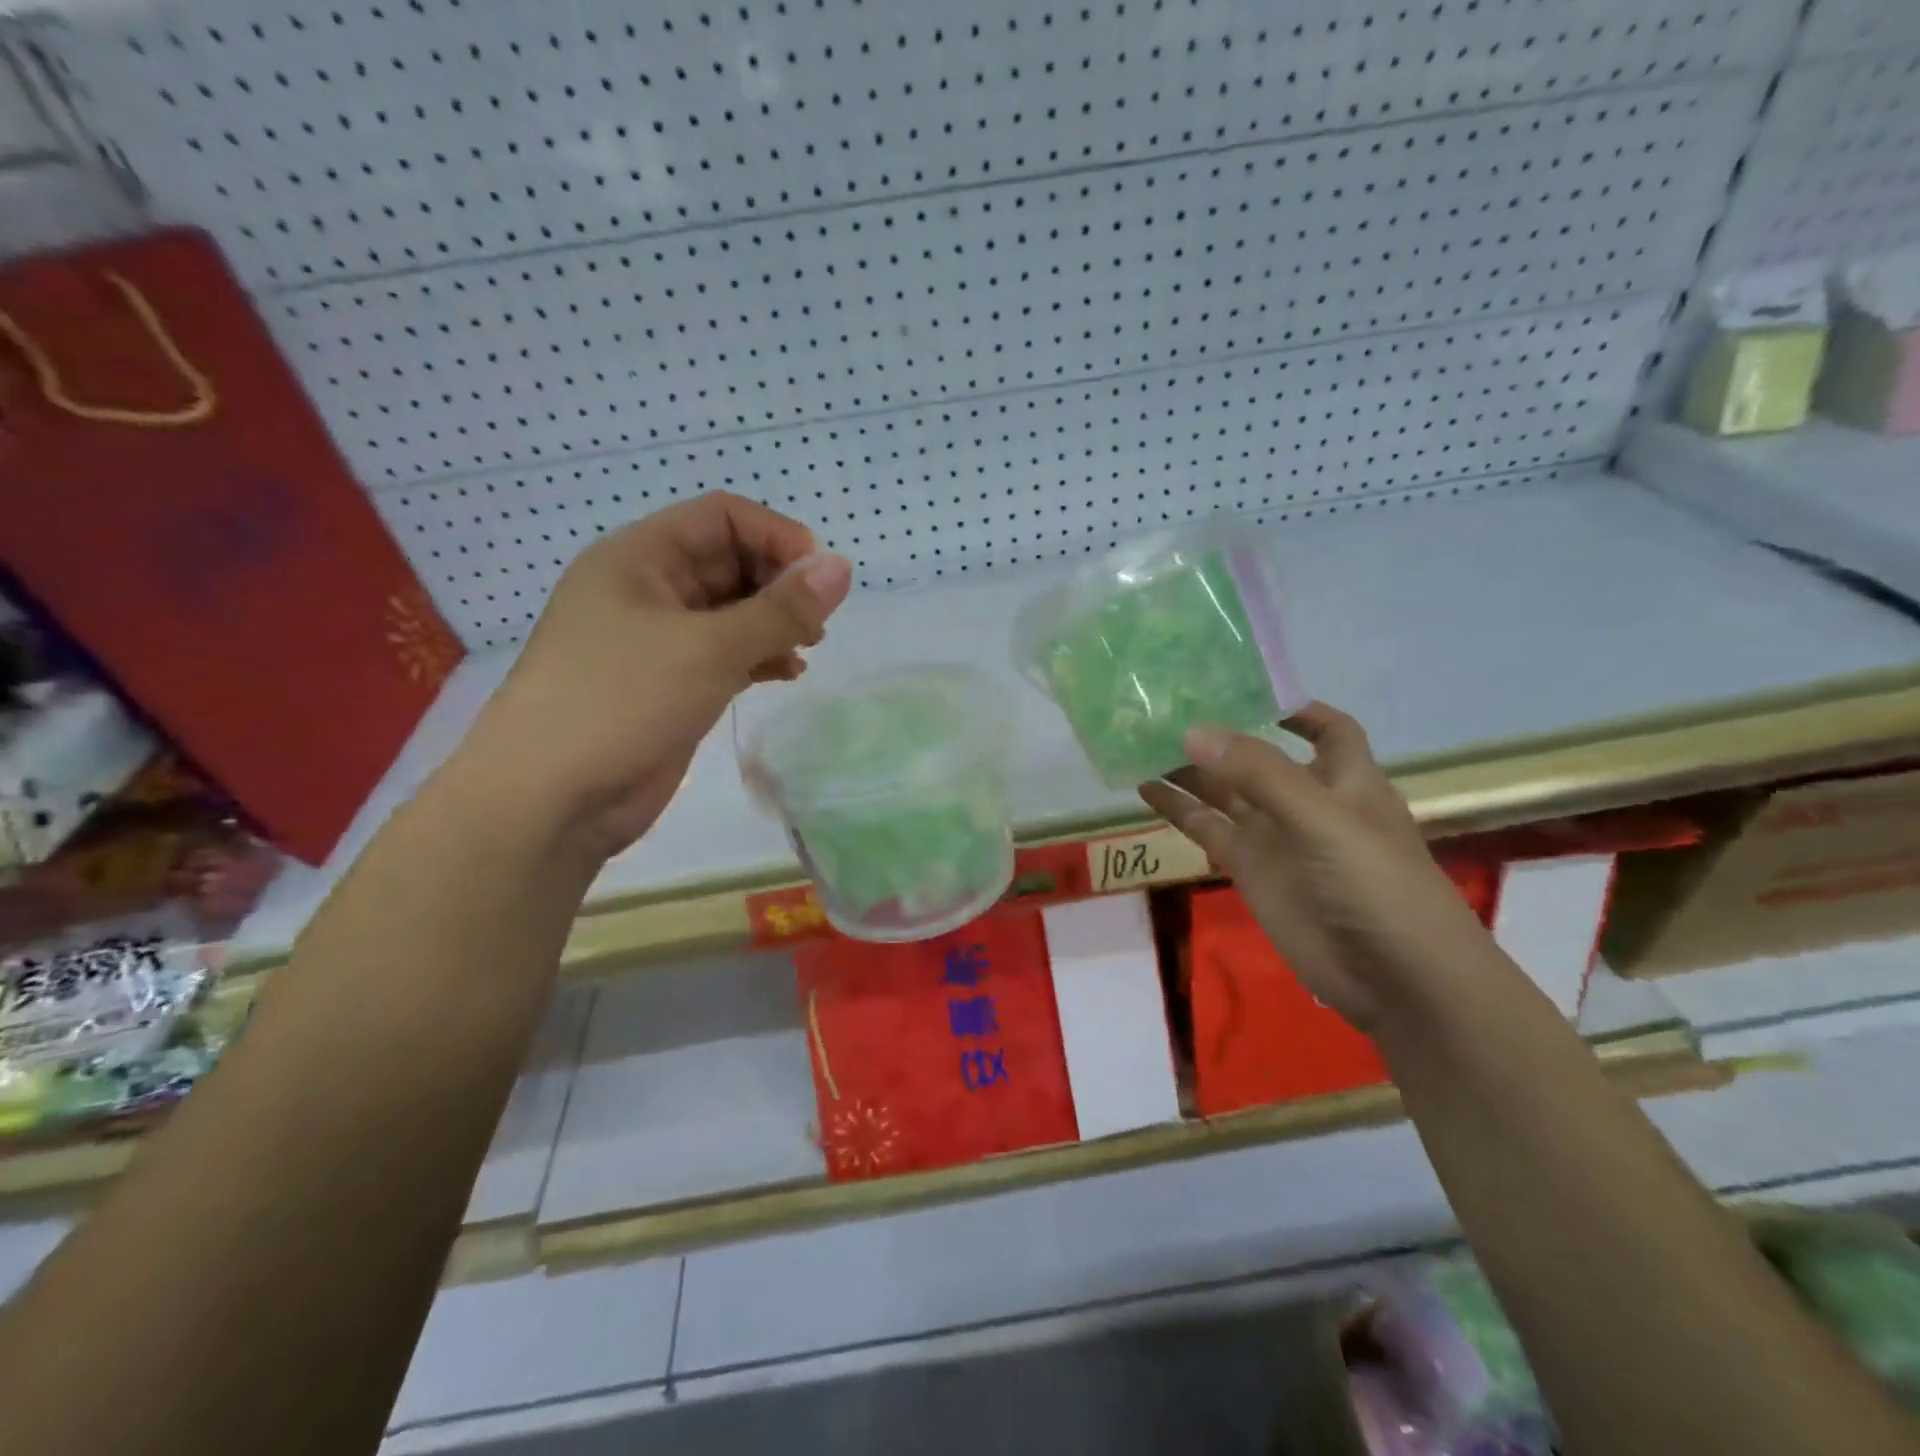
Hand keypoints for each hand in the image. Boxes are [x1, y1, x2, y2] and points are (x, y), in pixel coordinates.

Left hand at [455, 494, 852, 860]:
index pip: (722, 517)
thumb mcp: (709, 647)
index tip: (820, 577)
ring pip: (732, 612)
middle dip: (780, 583)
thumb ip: (781, 609)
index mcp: (639, 557)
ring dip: (774, 623)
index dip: (776, 536)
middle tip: (818, 621)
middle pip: (729, 562)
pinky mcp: (670, 685)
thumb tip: (842, 568)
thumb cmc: (621, 701)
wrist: (550, 800)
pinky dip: (760, 657)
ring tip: (808, 647)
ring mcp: (657, 641)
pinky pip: (726, 654)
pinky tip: (788, 673)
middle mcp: (648, 590)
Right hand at [1138, 704, 1499, 1030]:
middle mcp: (1307, 800)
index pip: (1326, 729)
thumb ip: (1259, 774)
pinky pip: (1208, 829)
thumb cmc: (1375, 883)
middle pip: (1258, 756)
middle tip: (1164, 708)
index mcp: (1344, 777)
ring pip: (1224, 791)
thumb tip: (1193, 731)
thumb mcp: (1322, 818)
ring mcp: (1275, 835)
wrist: (1393, 977)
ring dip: (1189, 769)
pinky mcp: (1250, 869)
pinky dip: (1178, 809)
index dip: (1294, 708)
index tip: (1244, 687)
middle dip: (1220, 733)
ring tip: (1141, 741)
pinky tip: (1145, 789)